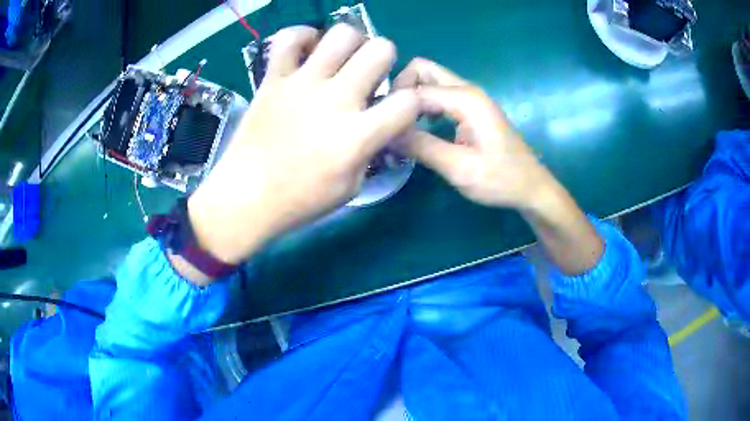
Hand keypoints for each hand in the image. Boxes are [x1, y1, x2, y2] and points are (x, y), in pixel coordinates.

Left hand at [186, 25, 418, 267]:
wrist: (246, 197)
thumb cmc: (300, 200)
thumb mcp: (351, 186)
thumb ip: (371, 149)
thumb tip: (379, 123)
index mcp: (357, 136)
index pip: (408, 101)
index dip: (412, 102)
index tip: (398, 109)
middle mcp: (334, 100)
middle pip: (381, 50)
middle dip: (385, 59)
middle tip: (370, 74)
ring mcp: (301, 84)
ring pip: (342, 34)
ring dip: (352, 43)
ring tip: (341, 60)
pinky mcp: (273, 79)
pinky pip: (289, 39)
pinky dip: (303, 37)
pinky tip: (308, 52)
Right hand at [395, 59, 602, 273]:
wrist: (531, 188)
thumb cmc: (501, 180)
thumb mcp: (459, 168)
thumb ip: (421, 147)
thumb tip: (384, 133)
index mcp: (466, 99)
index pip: (415, 89)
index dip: (393, 107)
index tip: (380, 131)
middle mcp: (467, 89)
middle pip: (421, 69)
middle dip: (401, 90)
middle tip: (390, 121)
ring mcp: (470, 97)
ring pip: (429, 80)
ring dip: (410, 97)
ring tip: (399, 126)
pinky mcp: (471, 108)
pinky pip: (438, 95)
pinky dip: (422, 105)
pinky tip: (419, 129)